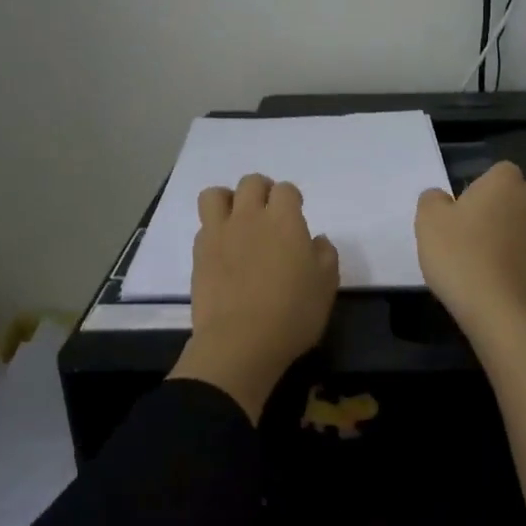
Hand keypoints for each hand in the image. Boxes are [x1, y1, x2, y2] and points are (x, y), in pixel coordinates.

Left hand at [170, 173, 339, 421]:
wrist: (240, 342)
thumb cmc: (293, 313)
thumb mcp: (326, 286)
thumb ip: (325, 255)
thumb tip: (316, 240)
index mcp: (284, 220)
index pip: (285, 190)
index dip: (292, 199)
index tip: (296, 215)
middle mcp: (249, 217)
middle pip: (251, 183)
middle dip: (262, 191)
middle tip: (269, 212)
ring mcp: (220, 233)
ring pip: (215, 195)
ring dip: (228, 200)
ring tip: (237, 220)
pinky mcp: (199, 254)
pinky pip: (204, 226)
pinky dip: (214, 230)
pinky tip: (224, 250)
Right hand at [415, 161, 525, 339]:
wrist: (500, 308)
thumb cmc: (460, 256)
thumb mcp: (428, 221)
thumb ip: (433, 199)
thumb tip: (441, 197)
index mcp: (504, 179)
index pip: (495, 172)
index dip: (479, 190)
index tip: (462, 213)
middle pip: (518, 191)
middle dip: (502, 203)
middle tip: (475, 230)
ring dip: (523, 222)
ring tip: (499, 245)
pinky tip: (516, 259)